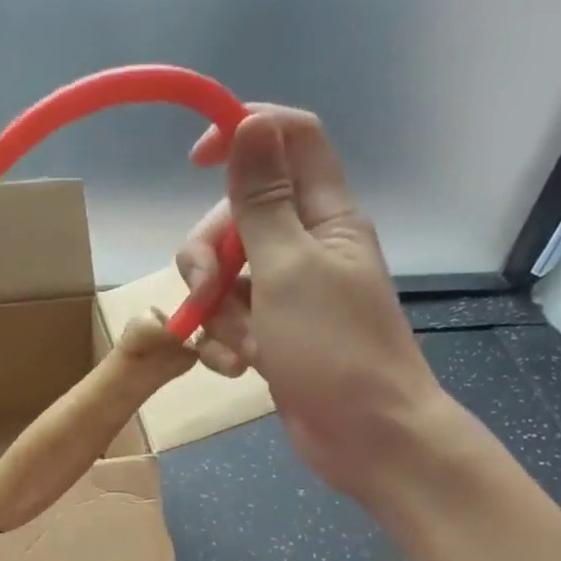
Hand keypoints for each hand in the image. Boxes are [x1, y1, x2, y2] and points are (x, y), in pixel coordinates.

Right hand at [177, 106, 459, 500]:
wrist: (366, 437)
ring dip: (215, 313)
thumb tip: (250, 122)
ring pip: (224, 276)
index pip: (288, 139)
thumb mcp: (288, 270)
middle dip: (208, 254)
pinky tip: (238, 369)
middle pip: (236, 217)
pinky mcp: (271, 335)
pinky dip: (223, 344)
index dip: (243, 134)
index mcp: (324, 216)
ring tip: (238, 349)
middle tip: (206, 291)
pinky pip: (229, 321)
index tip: (194, 162)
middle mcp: (305, 247)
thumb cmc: (334, 350)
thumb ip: (262, 201)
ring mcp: (286, 295)